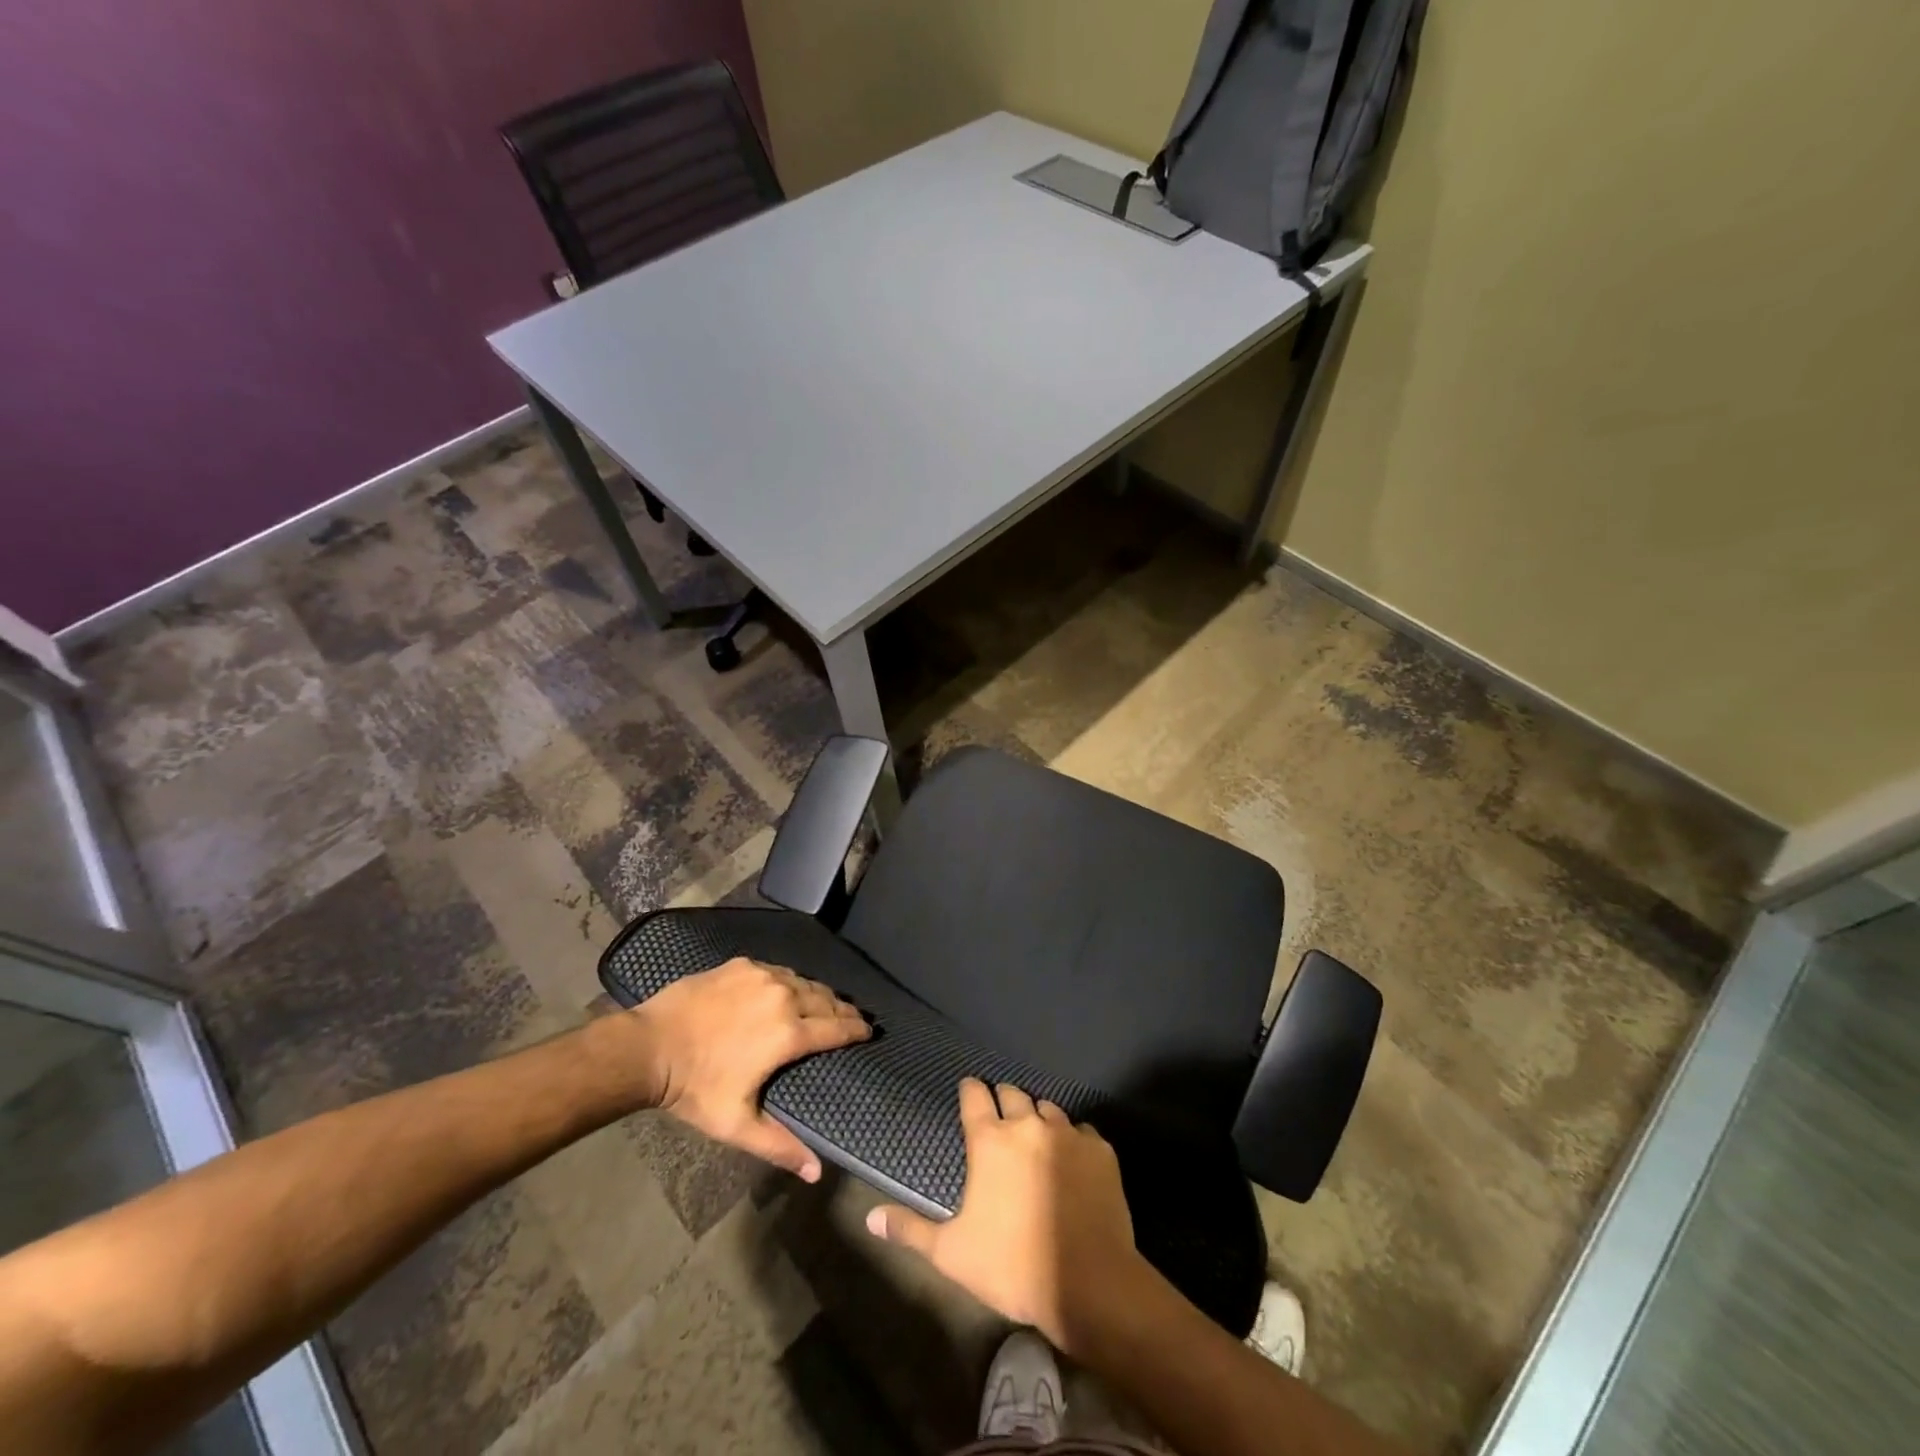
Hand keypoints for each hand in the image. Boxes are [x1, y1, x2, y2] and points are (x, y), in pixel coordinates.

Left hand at [629, 957, 869, 1180]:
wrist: (649, 1046)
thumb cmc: (695, 1088)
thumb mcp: (736, 1124)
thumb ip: (779, 1146)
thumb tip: (817, 1174)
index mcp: (788, 1034)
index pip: (837, 1027)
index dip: (857, 1029)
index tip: (869, 1031)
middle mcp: (783, 996)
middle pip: (826, 999)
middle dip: (842, 1009)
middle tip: (851, 1018)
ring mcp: (762, 975)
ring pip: (803, 981)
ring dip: (818, 993)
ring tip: (824, 1003)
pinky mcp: (742, 964)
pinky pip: (778, 970)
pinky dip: (790, 981)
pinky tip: (787, 989)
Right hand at [864, 1078, 1149, 1355]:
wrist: (1089, 1283)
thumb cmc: (1012, 1266)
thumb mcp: (951, 1254)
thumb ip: (910, 1230)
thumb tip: (870, 1219)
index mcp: (990, 1140)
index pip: (975, 1095)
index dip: (970, 1091)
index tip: (968, 1093)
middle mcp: (1028, 1124)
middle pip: (1013, 1093)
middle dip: (1003, 1100)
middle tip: (1000, 1120)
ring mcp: (1068, 1133)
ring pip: (1048, 1108)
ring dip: (1038, 1118)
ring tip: (1035, 1141)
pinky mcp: (1100, 1149)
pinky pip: (1082, 1131)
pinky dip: (1073, 1140)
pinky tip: (1072, 1162)